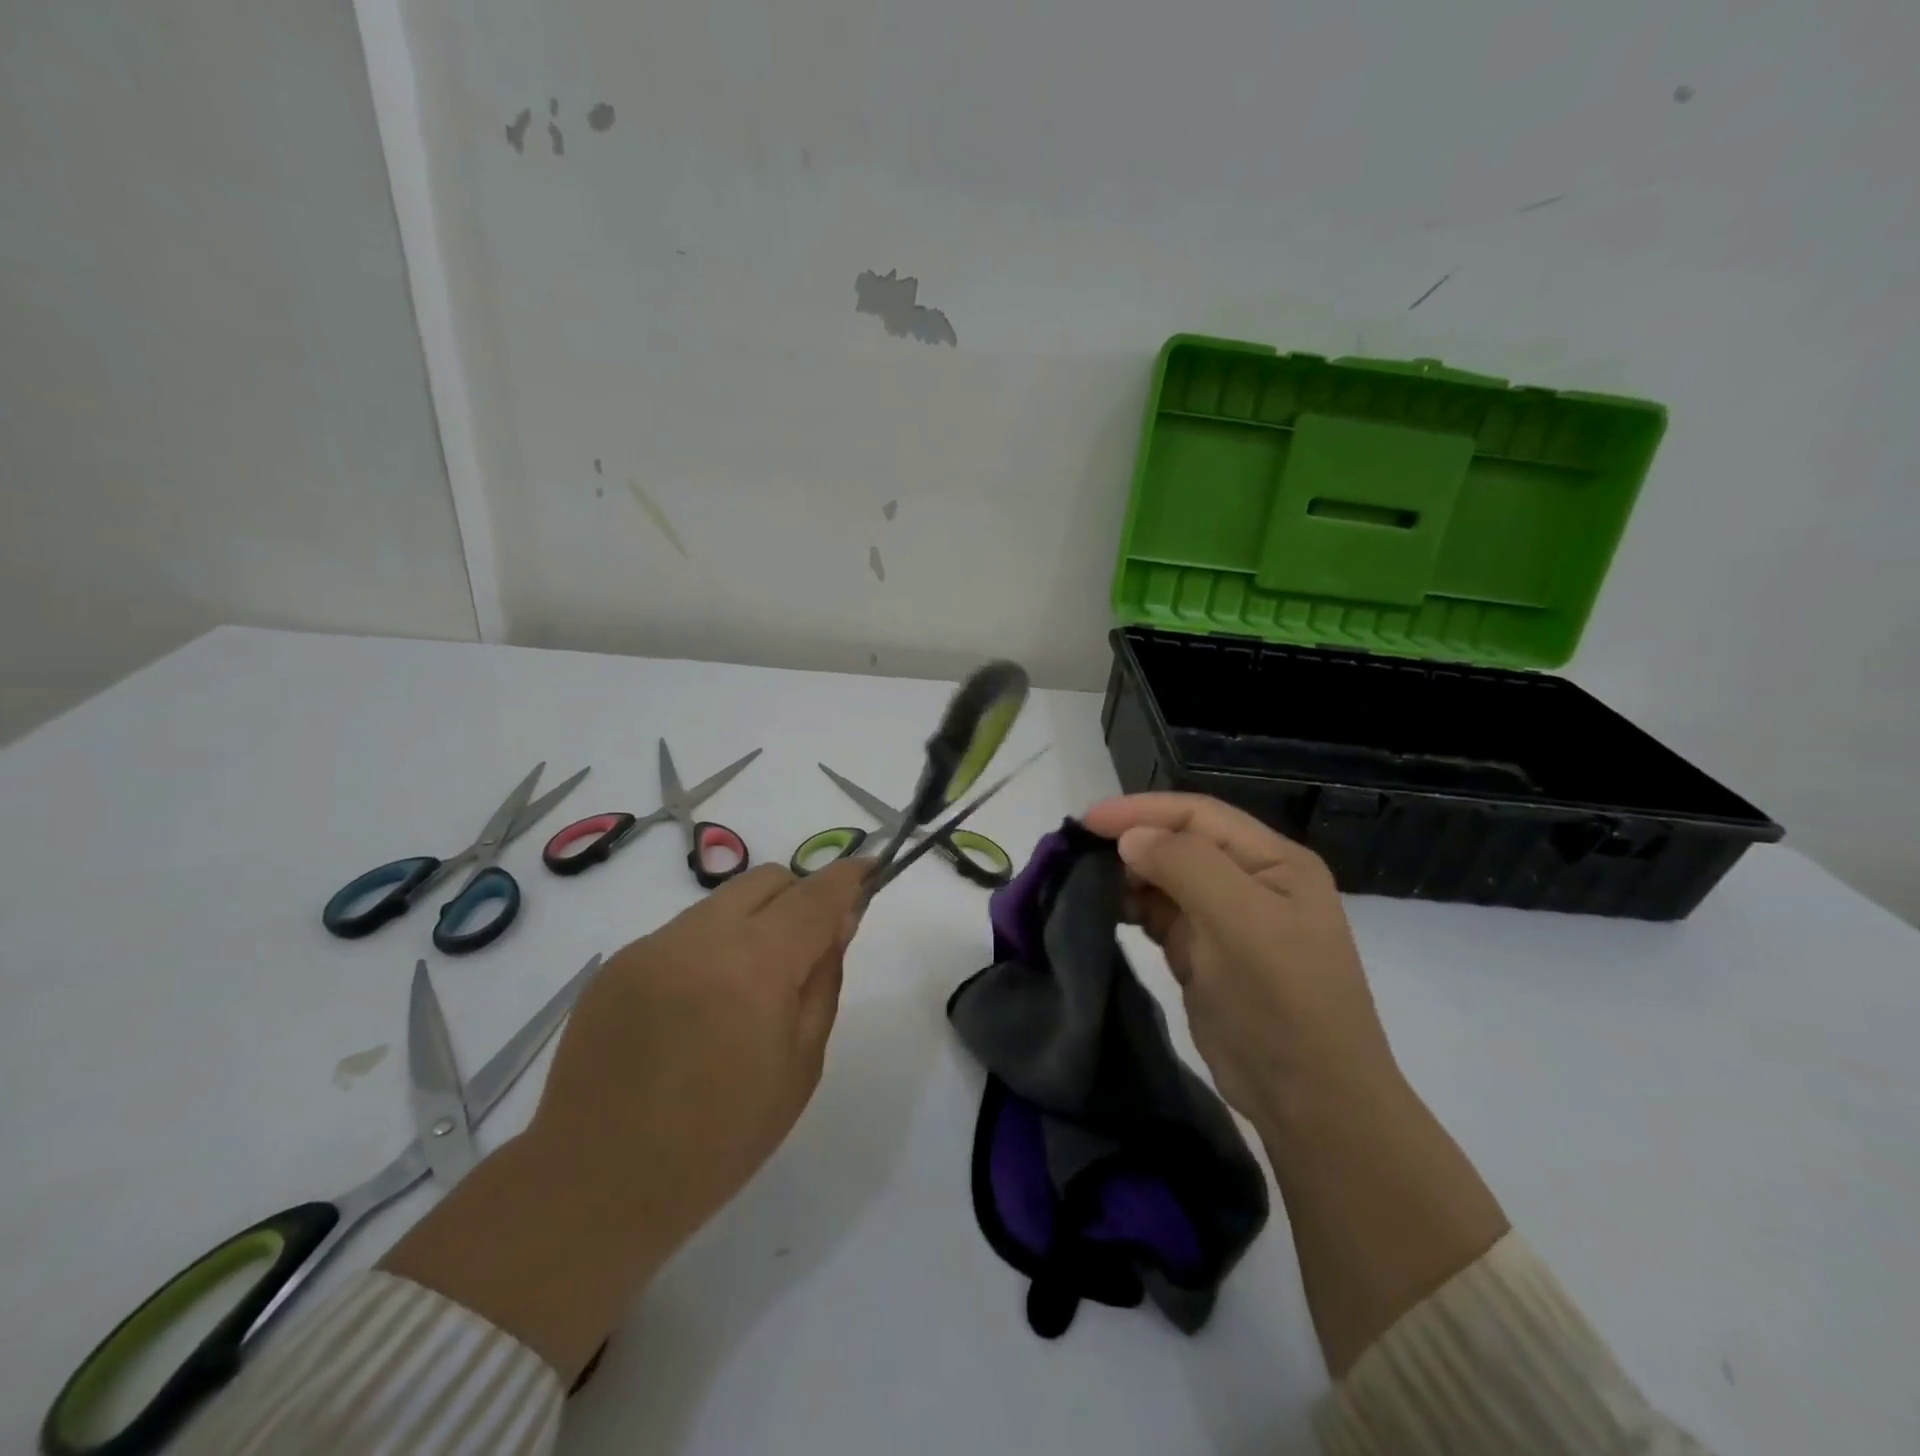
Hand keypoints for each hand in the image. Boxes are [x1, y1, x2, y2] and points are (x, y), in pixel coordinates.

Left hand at [384, 858, 867, 1379]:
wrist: (597, 1185)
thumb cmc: (720, 1140)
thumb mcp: (800, 1065)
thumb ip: (823, 980)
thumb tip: (838, 923)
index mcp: (755, 965)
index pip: (815, 896)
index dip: (849, 876)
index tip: (870, 869)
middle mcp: (700, 937)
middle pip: (768, 880)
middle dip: (799, 898)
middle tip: (805, 950)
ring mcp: (652, 946)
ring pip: (723, 903)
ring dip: (752, 923)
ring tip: (745, 988)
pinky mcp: (617, 963)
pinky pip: (682, 932)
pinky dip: (709, 948)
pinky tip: (696, 1008)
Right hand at [1082, 794, 1505, 1376]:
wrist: (1309, 1101)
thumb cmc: (1284, 1002)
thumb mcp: (1243, 924)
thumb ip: (1187, 867)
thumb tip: (1130, 838)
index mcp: (1273, 862)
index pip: (1198, 815)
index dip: (1141, 810)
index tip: (1087, 821)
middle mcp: (1250, 881)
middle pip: (1179, 843)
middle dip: (1130, 842)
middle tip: (1075, 853)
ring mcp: (1226, 919)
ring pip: (1165, 878)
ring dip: (1126, 875)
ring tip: (1082, 881)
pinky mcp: (1202, 954)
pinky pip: (1159, 915)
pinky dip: (1130, 908)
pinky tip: (1102, 910)